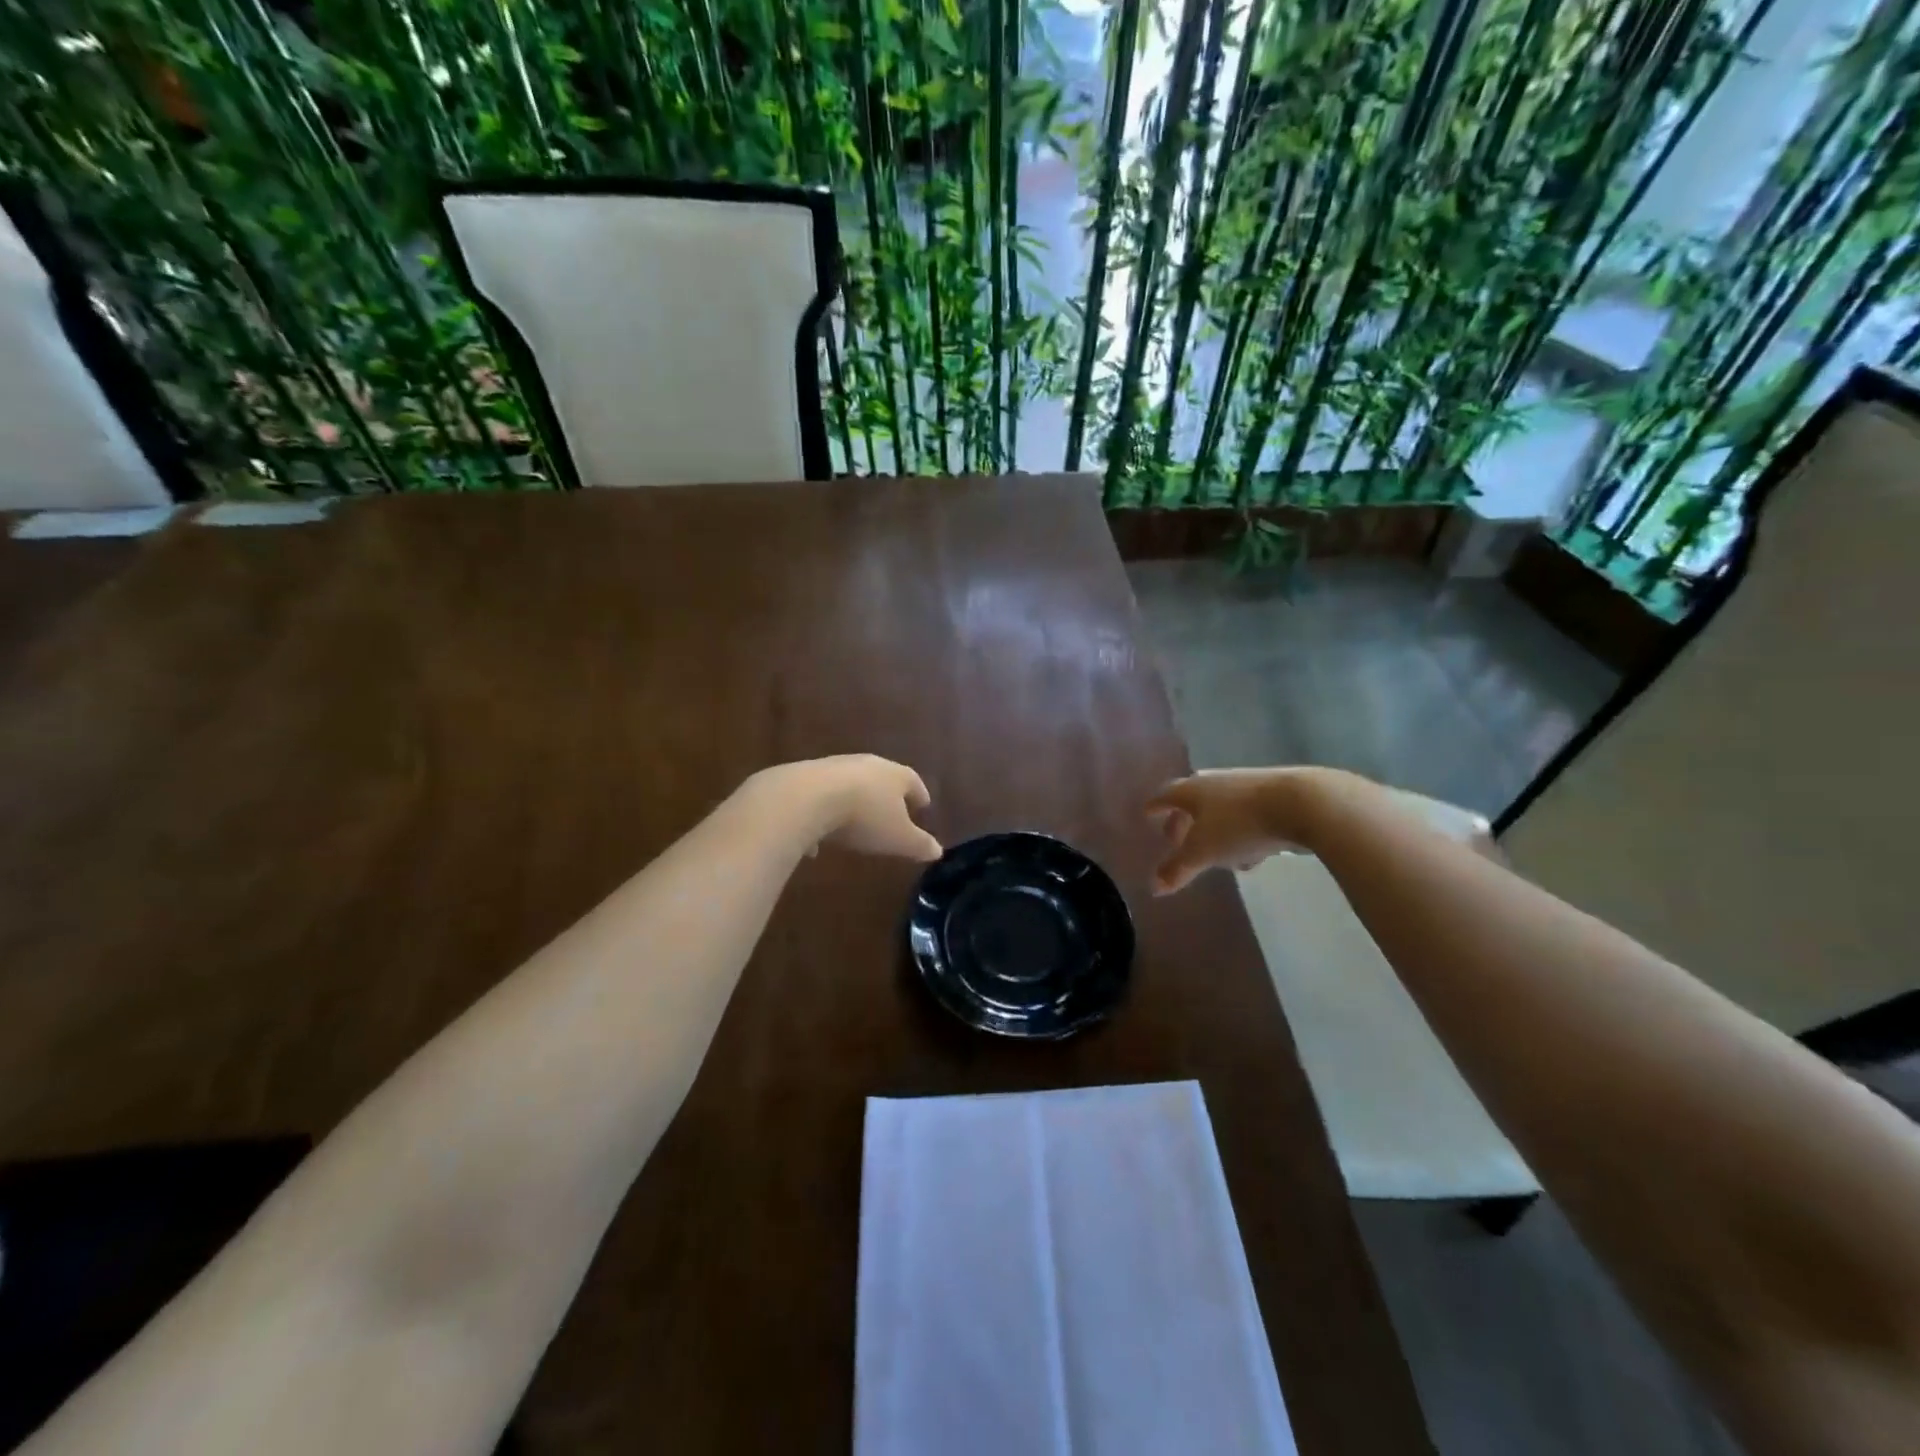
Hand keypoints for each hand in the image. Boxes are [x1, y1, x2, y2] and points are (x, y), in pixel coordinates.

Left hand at [747, 755, 942, 861]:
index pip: (912, 781)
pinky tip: (816, 839)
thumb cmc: (865, 817)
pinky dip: (822, 815)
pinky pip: (820, 798)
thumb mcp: (899, 838)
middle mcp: (865, 765)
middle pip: (881, 778)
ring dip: (853, 803)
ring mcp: (833, 768)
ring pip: (849, 785)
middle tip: (892, 810)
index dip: (919, 794)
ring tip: (854, 825)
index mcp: (894, 775)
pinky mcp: (804, 777)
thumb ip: (919, 844)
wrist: (807, 798)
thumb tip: (938, 851)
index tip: (924, 804)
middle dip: (886, 795)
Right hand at [1144, 768, 1314, 894]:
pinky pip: (1248, 818)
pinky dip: (1242, 834)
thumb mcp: (1203, 852)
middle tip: (1178, 842)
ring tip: (1217, 857)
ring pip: (1222, 811)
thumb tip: (1154, 887)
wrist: (1302, 803)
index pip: (1165, 796)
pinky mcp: (1274, 797)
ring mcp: (1246, 786)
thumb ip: (1178, 869)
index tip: (1147, 814)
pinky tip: (1253, 855)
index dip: (1155, 807)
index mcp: (1192, 790)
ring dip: (1216, 832)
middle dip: (1185, 823)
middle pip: (1193, 802)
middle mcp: (1215, 782)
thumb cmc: (1239, 825)